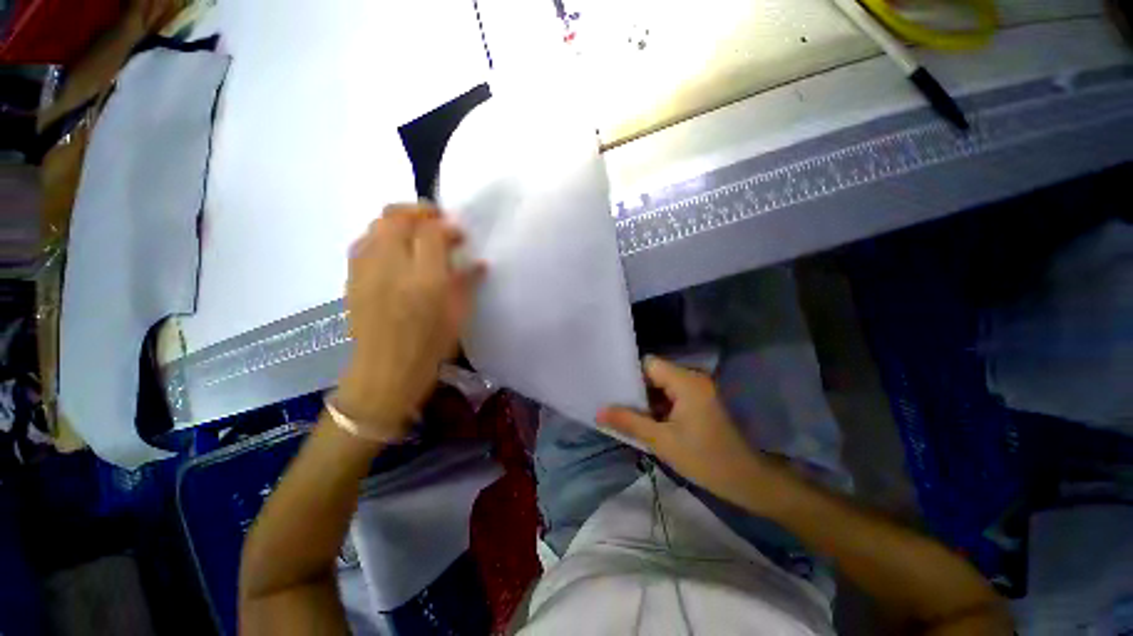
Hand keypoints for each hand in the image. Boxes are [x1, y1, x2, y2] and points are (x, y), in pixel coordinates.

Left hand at [335, 204, 484, 440]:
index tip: (460, 234)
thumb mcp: (459, 316)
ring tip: (416, 233)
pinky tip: (395, 250)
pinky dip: (382, 235)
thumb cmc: (430, 347)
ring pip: (377, 224)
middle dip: (420, 211)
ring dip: (400, 220)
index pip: (433, 233)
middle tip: (438, 222)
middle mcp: (391, 268)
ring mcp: (366, 270)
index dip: (448, 227)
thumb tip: (479, 262)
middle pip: (398, 217)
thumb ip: (468, 283)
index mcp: (425, 281)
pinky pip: (364, 241)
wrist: (385, 372)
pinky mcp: (351, 277)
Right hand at [597, 356, 769, 507]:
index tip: (610, 387)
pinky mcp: (699, 400)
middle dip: (634, 388)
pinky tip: (642, 418)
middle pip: (654, 373)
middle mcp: (692, 377)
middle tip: (611, 401)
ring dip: (645, 398)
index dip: (628, 373)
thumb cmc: (705, 459)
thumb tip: (598, 412)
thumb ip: (629, 422)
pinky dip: (657, 405)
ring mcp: (697, 389)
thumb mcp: (662, 442)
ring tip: (622, 409)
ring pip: (661, 384)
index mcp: (686, 381)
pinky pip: (671, 394)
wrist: (747, 480)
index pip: (648, 364)